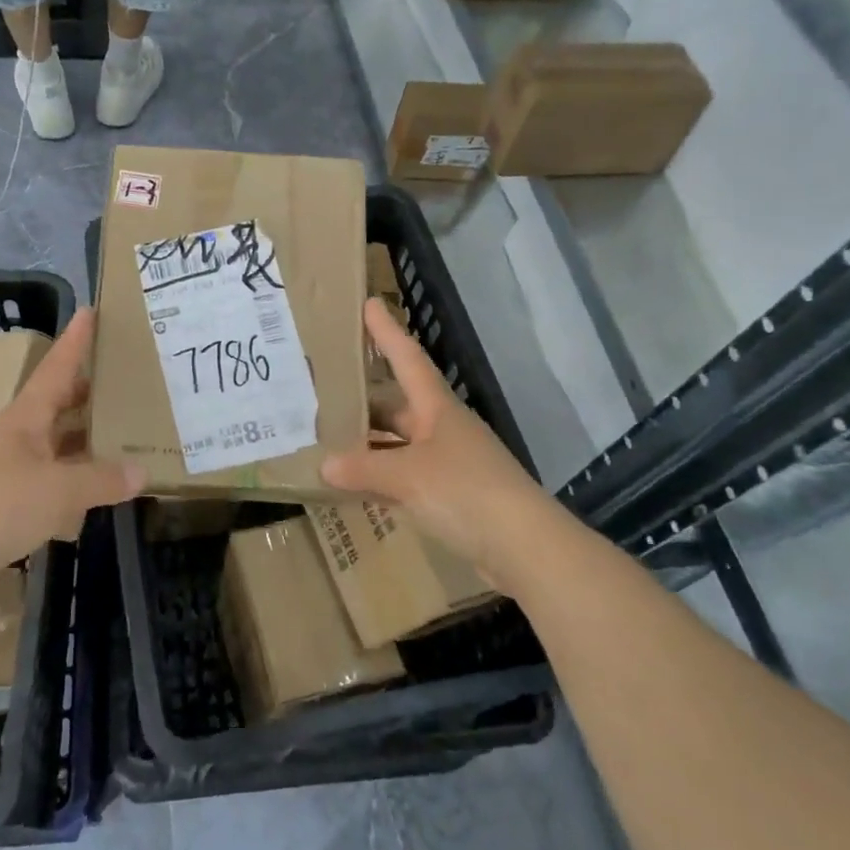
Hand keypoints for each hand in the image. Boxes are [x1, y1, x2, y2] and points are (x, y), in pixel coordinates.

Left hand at [0, 309, 142, 596]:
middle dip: (87, 393)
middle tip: (123, 382)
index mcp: (27, 417)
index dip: (76, 341)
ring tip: (118, 437)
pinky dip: (70, 481)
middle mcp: (16, 434)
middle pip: (57, 403)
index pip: (57, 368)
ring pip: (53, 443)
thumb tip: (141, 472)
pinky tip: (90, 497)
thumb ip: (102, 480)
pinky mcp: (2, 498)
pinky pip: (46, 478)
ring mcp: (7, 466)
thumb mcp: (60, 491)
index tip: (90, 310)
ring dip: (81, 440)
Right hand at [322, 298, 547, 592]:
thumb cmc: (466, 492)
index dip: (388, 332)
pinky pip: (407, 477)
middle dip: (365, 400)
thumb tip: (325, 464)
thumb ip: (364, 469)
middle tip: (325, 392)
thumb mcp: (408, 476)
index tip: (369, 303)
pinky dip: (382, 478)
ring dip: (370, 444)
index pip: (408, 359)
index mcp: (438, 409)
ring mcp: (450, 463)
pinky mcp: (453, 496)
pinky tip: (357, 486)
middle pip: (399, 406)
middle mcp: (444, 429)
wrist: (524, 547)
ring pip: (400, 444)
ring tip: (329, 441)